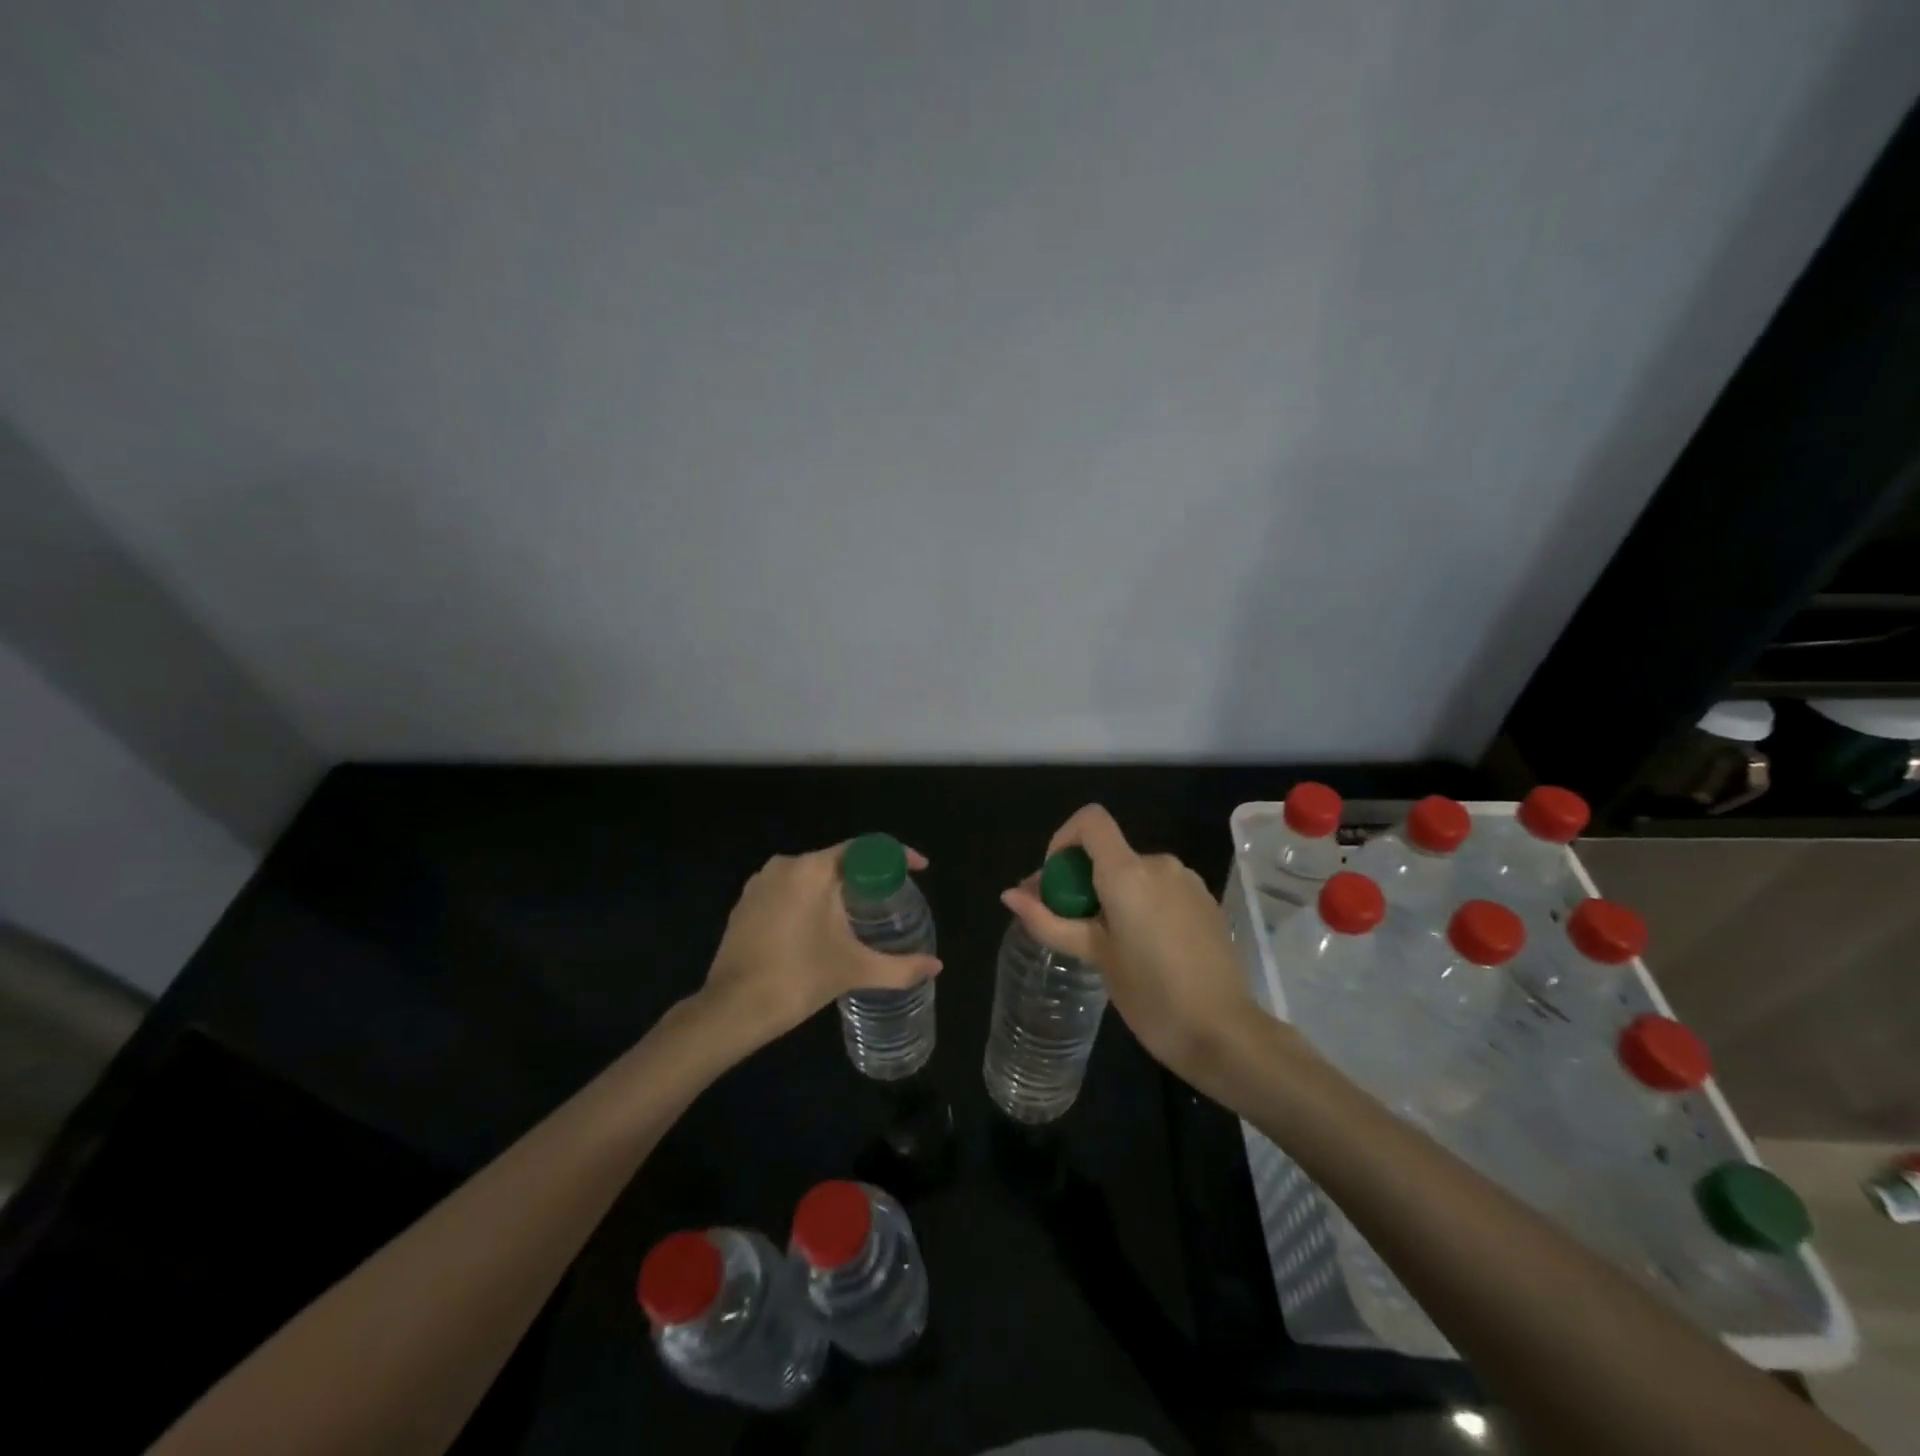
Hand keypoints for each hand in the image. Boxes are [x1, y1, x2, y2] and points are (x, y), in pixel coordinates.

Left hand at [702, 842, 941, 1047]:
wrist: (732, 1010)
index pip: (865, 848)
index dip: (897, 856)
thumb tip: (936, 967)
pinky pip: (788, 890)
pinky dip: (808, 902)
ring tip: (857, 917)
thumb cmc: (799, 979)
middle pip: (838, 860)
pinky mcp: (745, 903)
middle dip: (866, 878)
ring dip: (835, 890)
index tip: (918, 870)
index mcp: (813, 870)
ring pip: (811, 875)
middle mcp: (785, 865)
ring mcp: (760, 883)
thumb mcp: (855, 970)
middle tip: (889, 901)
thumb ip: (900, 967)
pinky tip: (818, 929)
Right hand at [1001, 805, 1258, 1085]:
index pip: (1090, 820)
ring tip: (1104, 942)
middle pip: (1109, 852)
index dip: (1063, 839)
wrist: (1224, 1033)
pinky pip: (1160, 889)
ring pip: (1134, 873)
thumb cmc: (1150, 995)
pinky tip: (1141, 947)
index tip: (1055, 882)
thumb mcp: (1094, 956)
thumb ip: (1049, 920)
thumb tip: (1009, 895)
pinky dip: (1140, 904)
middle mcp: (1160, 864)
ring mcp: (1187, 882)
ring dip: (1111, 894)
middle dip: (1081, 878)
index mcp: (1128, 872)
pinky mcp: (1205, 902)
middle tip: (1067, 922)